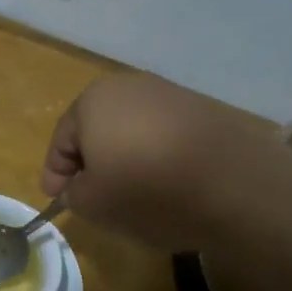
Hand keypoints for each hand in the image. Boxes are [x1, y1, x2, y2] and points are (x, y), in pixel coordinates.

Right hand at [41, 73, 281, 252]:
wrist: (235, 186)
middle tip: (92, 196)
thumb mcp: (92, 203)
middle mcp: (130, 86)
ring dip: (125, 159)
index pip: (62, 140)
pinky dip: (157, 158)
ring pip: (132, 132)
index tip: (56, 200)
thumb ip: (73, 193)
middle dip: (91, 162)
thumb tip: (80, 186)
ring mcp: (171, 95)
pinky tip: (166, 186)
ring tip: (131, 194)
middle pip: (97, 130)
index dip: (55, 173)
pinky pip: (165, 136)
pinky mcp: (204, 111)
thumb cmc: (147, 190)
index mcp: (93, 100)